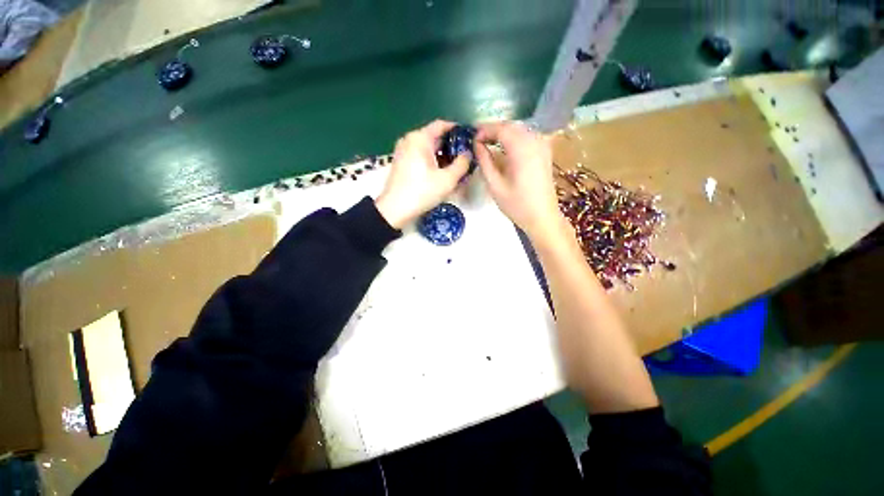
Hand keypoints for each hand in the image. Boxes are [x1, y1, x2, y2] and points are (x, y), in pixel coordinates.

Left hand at [375, 120, 470, 228]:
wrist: (395, 210)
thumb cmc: (422, 192)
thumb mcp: (448, 179)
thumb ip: (462, 164)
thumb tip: (467, 154)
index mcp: (420, 138)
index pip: (442, 125)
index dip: (457, 130)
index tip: (469, 138)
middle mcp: (409, 140)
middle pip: (434, 137)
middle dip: (451, 147)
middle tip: (465, 157)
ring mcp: (403, 151)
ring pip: (427, 148)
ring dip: (442, 156)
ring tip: (455, 167)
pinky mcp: (401, 163)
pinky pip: (420, 156)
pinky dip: (432, 161)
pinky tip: (441, 173)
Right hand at [474, 121, 568, 242]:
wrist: (542, 217)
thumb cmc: (516, 204)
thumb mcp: (495, 185)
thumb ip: (485, 161)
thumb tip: (476, 145)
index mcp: (522, 150)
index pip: (501, 129)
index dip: (485, 130)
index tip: (472, 138)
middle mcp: (535, 141)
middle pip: (511, 126)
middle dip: (493, 129)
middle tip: (477, 139)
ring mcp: (543, 145)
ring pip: (520, 129)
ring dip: (503, 132)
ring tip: (488, 142)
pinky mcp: (545, 152)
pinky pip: (527, 136)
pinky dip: (514, 137)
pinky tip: (505, 147)